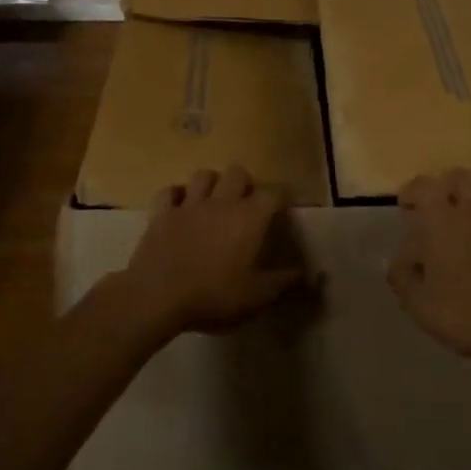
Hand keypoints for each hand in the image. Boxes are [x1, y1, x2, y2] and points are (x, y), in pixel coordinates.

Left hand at [120, 165, 302, 334]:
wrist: (157, 296)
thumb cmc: (214, 296)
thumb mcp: (257, 296)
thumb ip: (285, 282)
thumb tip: (313, 275)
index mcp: (249, 218)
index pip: (274, 193)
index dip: (282, 196)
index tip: (286, 205)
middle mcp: (221, 202)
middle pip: (237, 173)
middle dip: (245, 184)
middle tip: (247, 204)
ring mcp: (188, 205)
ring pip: (203, 175)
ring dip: (212, 184)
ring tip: (215, 200)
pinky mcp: (161, 213)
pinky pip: (169, 191)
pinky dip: (176, 195)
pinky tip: (180, 206)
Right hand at [390, 169, 470, 379]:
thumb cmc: (464, 315)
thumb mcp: (419, 304)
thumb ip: (401, 278)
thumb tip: (390, 261)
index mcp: (442, 222)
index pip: (425, 187)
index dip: (413, 190)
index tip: (406, 204)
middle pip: (463, 178)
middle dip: (449, 184)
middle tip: (441, 201)